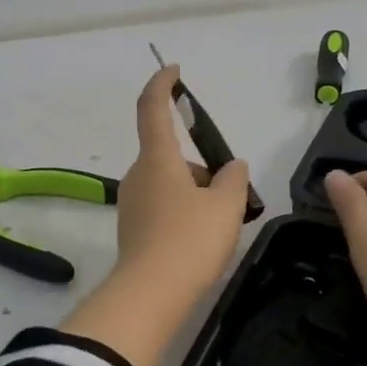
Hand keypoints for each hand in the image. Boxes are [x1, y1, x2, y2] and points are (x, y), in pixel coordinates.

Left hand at [62, 65, 251, 365]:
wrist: (150, 294)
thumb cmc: (190, 240)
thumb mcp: (226, 205)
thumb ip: (234, 179)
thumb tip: (232, 168)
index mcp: (158, 159)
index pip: (153, 108)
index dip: (162, 84)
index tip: (173, 71)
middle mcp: (138, 175)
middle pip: (171, 155)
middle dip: (201, 166)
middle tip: (230, 193)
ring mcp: (132, 204)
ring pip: (169, 184)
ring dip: (195, 192)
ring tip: (222, 223)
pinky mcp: (133, 230)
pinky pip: (163, 207)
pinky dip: (183, 213)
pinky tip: (202, 240)